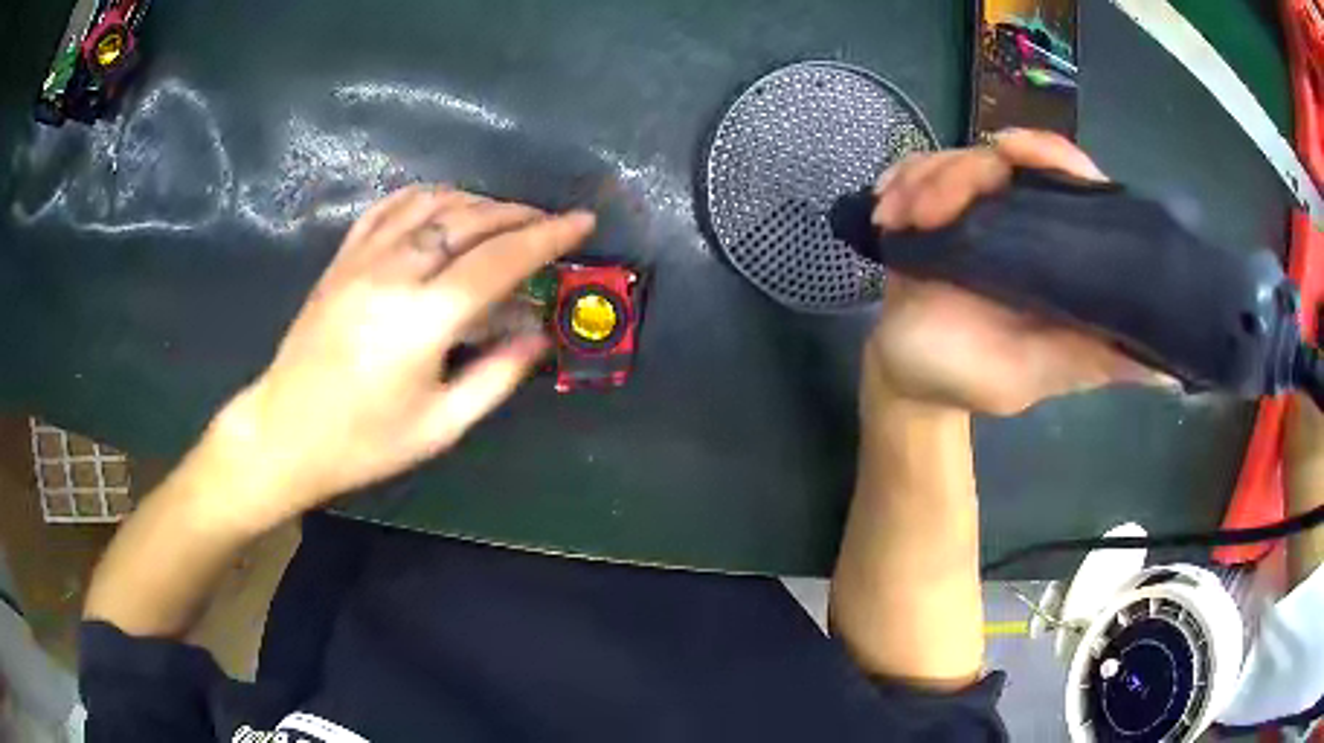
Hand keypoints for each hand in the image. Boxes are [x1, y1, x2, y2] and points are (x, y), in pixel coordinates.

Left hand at [212, 186, 594, 528]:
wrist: (285, 433)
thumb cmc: (364, 442)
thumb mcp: (440, 426)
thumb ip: (496, 376)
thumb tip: (540, 336)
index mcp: (423, 320)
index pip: (499, 260)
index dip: (547, 237)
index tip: (582, 222)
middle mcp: (394, 274)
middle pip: (468, 220)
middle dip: (518, 213)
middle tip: (549, 221)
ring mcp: (362, 259)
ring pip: (431, 204)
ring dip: (476, 201)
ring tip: (504, 216)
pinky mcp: (342, 259)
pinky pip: (389, 207)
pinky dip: (426, 197)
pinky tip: (443, 206)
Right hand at [866, 129, 1165, 414]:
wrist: (905, 379)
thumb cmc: (970, 380)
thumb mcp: (1039, 373)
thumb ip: (1096, 361)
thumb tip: (1170, 371)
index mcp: (1056, 254)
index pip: (1071, 180)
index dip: (1050, 155)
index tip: (1010, 153)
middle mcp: (1023, 223)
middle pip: (1004, 157)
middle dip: (957, 175)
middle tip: (925, 215)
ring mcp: (978, 213)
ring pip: (955, 158)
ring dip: (920, 183)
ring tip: (896, 222)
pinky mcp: (937, 211)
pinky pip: (918, 170)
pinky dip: (900, 183)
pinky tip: (888, 213)